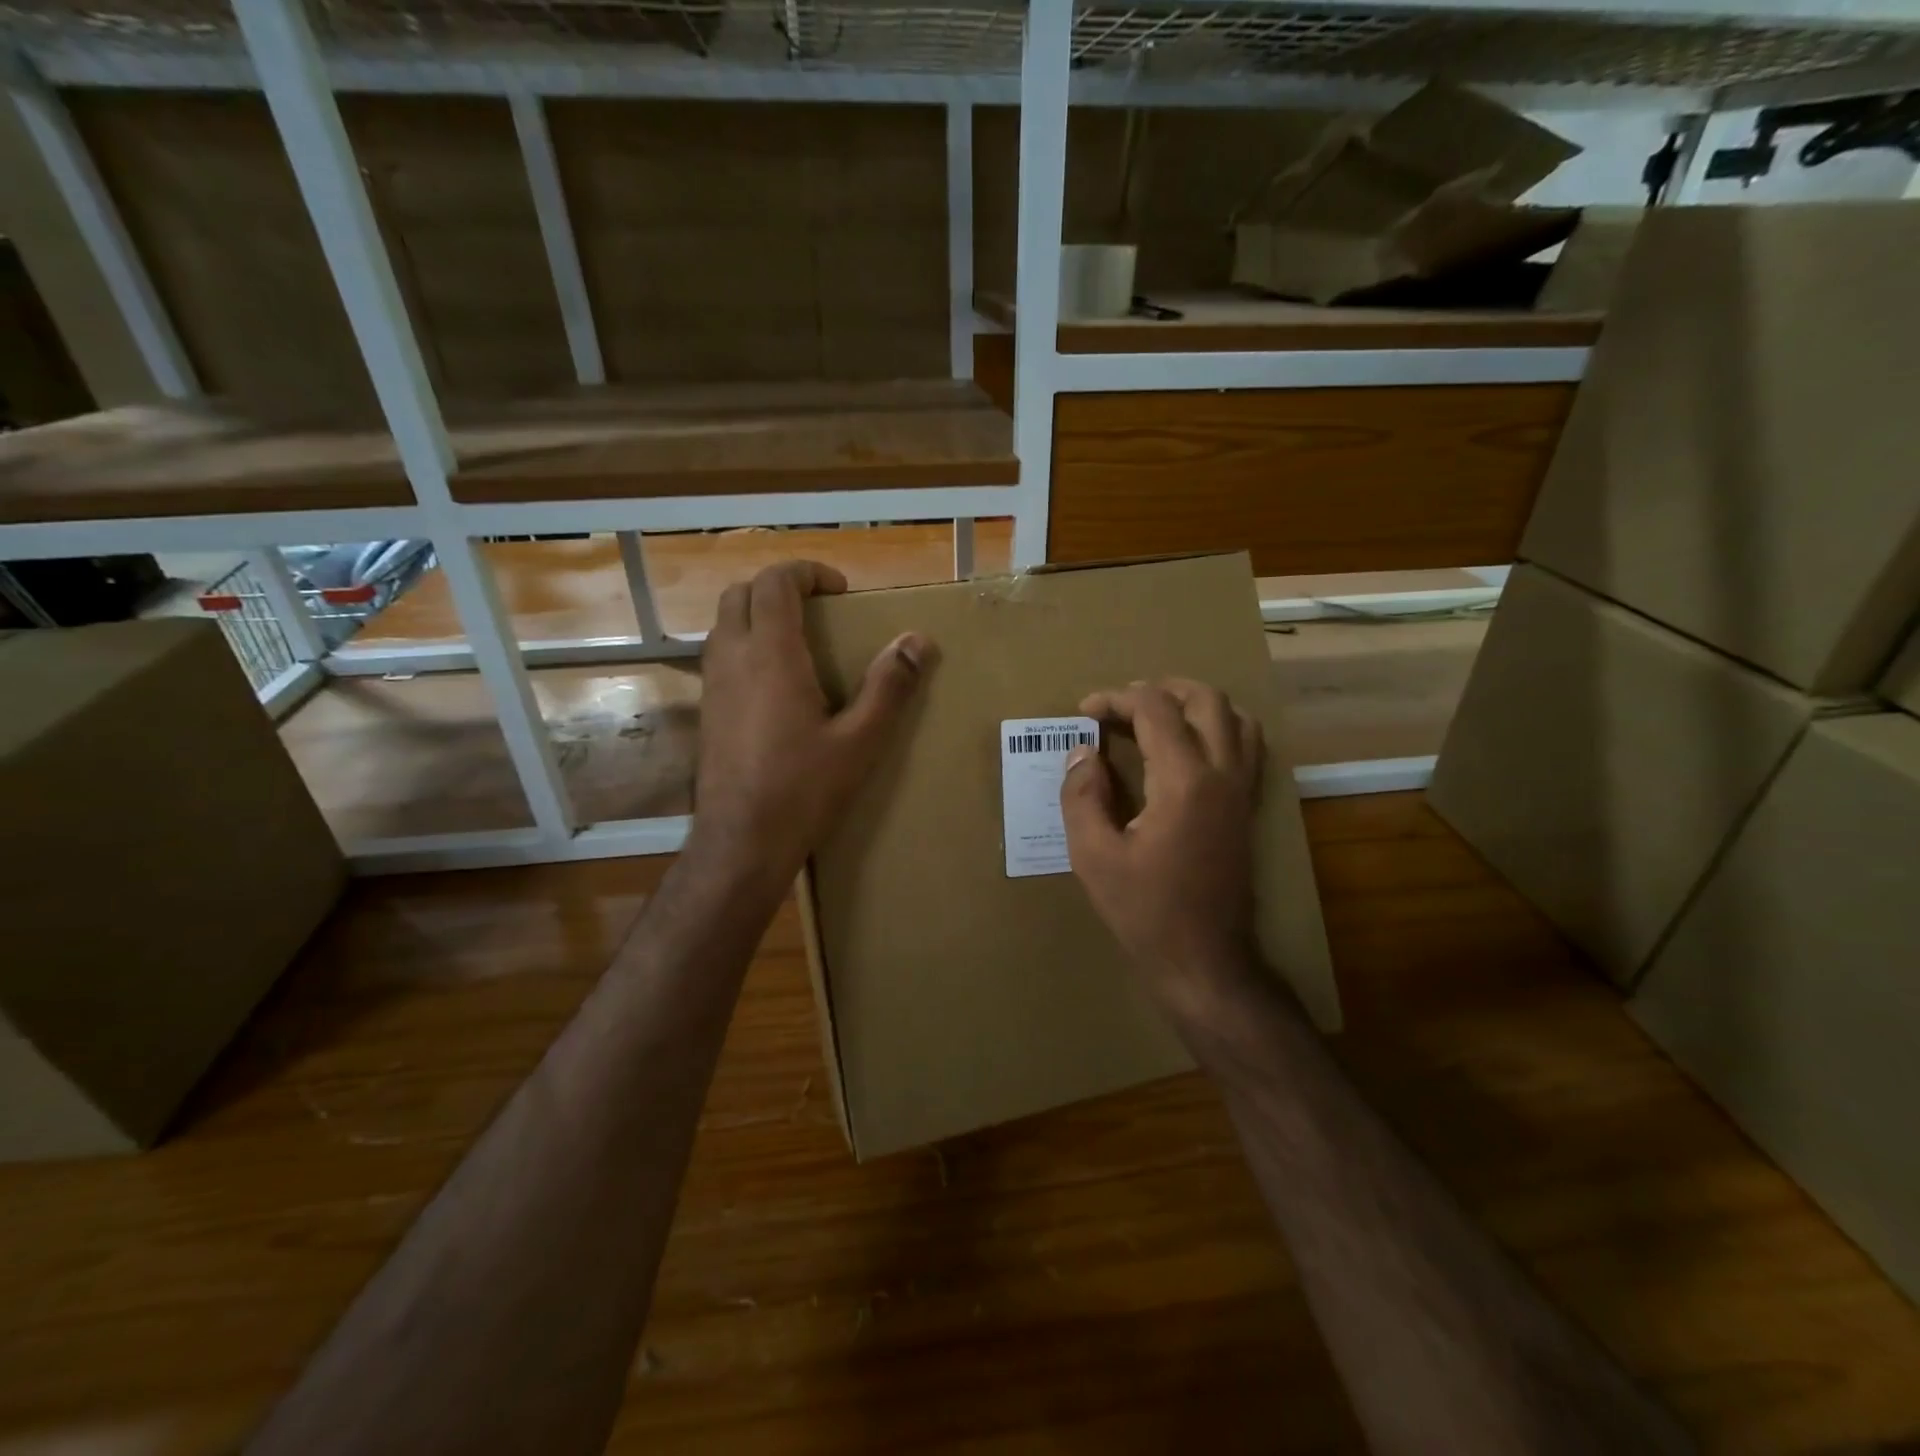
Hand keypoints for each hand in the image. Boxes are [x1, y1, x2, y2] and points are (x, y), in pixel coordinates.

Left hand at [692, 560, 930, 884]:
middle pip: (740, 593)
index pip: (775, 582)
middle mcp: (732, 658)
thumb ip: (889, 687)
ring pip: (724, 623)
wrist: (741, 842)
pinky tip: (777, 685)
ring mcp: (712, 685)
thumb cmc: (804, 790)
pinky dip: (746, 645)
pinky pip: (720, 656)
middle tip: (818, 610)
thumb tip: (917, 641)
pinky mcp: (706, 712)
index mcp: (771, 655)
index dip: (807, 572)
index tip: (839, 591)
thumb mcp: (860, 741)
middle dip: (778, 587)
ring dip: (758, 615)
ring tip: (800, 643)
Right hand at [1061, 679, 1263, 1013]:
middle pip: (1205, 699)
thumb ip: (1082, 796)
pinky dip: (1218, 728)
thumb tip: (1082, 753)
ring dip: (1194, 704)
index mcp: (1185, 781)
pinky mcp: (1249, 808)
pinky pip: (1246, 746)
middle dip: (1159, 688)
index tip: (1085, 712)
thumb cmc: (1144, 911)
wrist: (1204, 960)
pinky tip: (1187, 748)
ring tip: (1156, 717)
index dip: (1116, 699)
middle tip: (1121, 706)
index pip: (1155, 709)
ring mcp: (1243, 791)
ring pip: (1236, 717)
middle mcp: (1223, 774)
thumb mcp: (1093, 856)